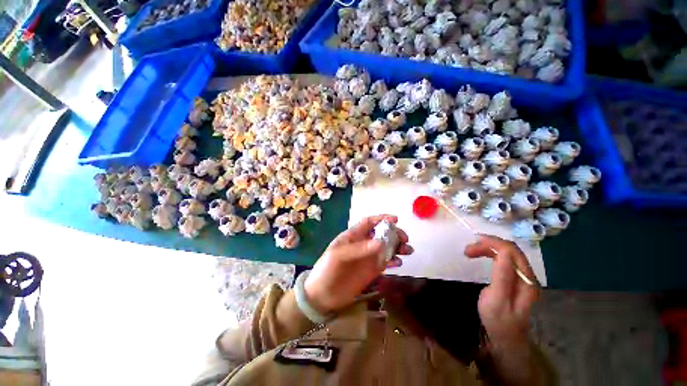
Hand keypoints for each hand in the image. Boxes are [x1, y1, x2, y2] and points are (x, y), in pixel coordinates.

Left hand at [304, 214, 413, 313]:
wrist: (323, 295)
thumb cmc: (327, 269)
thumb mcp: (339, 255)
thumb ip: (359, 249)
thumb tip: (381, 242)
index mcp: (353, 236)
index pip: (369, 222)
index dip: (381, 219)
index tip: (396, 220)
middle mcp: (362, 244)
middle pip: (381, 234)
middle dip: (394, 233)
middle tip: (404, 239)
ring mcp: (368, 258)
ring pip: (386, 247)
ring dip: (397, 247)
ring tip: (407, 250)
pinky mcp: (371, 271)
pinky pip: (385, 262)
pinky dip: (394, 261)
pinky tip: (399, 263)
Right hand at [464, 235, 539, 349]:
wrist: (506, 336)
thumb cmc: (499, 320)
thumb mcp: (497, 300)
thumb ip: (502, 276)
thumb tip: (503, 251)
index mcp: (525, 280)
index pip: (511, 250)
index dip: (491, 243)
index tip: (471, 246)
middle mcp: (527, 275)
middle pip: (509, 249)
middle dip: (488, 244)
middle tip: (468, 250)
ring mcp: (522, 276)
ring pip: (506, 252)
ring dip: (488, 248)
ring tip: (471, 251)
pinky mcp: (515, 277)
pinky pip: (504, 258)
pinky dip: (491, 253)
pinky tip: (481, 255)